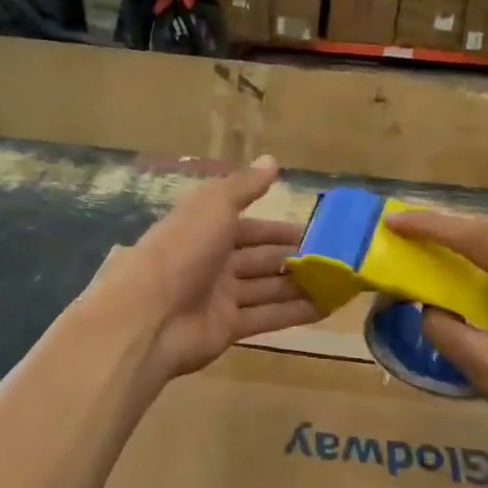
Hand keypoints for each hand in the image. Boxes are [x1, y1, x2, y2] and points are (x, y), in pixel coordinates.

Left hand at [102, 156, 321, 382]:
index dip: (277, 229)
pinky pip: (266, 317)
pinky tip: (326, 309)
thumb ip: (244, 186)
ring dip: (299, 285)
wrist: (149, 315)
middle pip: (259, 259)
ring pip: (266, 288)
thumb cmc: (183, 250)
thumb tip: (272, 160)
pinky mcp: (227, 328)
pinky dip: (294, 313)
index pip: (248, 227)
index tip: (314, 231)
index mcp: (206, 230)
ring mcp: (220, 297)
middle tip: (334, 260)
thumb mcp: (214, 206)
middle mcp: (213, 262)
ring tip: (338, 284)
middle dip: (293, 258)